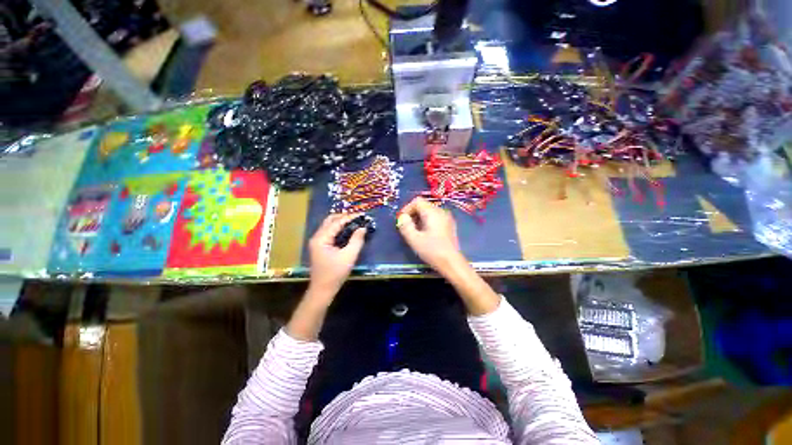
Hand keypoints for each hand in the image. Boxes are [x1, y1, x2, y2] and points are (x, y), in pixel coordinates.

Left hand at [308, 213, 366, 297]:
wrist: (322, 290)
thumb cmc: (335, 274)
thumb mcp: (349, 256)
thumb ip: (356, 240)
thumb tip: (363, 228)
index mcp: (321, 238)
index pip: (337, 222)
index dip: (350, 217)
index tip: (362, 215)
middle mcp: (317, 237)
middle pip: (330, 220)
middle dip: (345, 217)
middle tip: (358, 218)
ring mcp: (318, 241)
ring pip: (329, 225)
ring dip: (342, 222)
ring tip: (356, 222)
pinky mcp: (320, 246)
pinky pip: (330, 232)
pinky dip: (339, 229)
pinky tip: (349, 231)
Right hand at [397, 197, 465, 274]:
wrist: (451, 262)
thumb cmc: (432, 251)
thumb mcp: (414, 239)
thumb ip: (405, 226)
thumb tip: (402, 217)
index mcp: (432, 212)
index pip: (417, 201)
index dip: (407, 208)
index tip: (402, 220)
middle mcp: (441, 211)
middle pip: (423, 205)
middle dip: (413, 214)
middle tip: (407, 227)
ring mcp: (447, 218)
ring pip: (429, 212)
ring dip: (419, 219)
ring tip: (415, 232)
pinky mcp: (449, 225)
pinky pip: (435, 218)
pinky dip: (427, 222)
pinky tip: (425, 234)